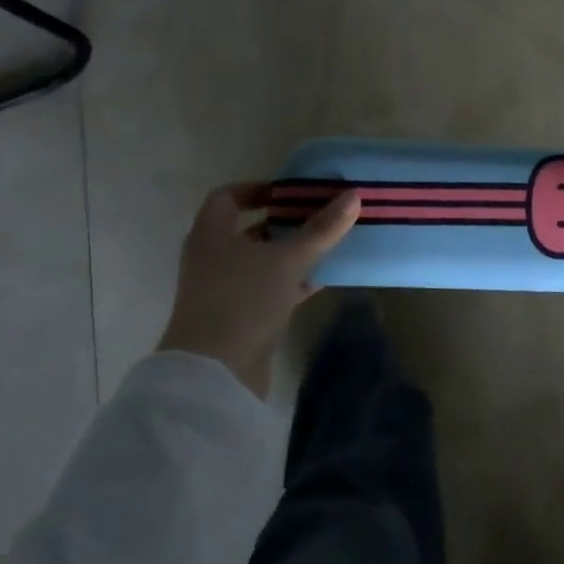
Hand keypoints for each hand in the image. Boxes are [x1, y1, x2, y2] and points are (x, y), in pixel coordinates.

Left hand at [158, 184, 361, 396]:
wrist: (215, 374)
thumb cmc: (244, 300)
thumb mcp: (289, 260)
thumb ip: (321, 229)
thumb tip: (353, 196)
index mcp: (211, 234)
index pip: (227, 197)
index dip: (258, 189)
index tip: (291, 193)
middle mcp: (211, 258)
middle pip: (247, 229)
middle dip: (282, 222)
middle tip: (318, 215)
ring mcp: (221, 290)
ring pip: (259, 261)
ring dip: (289, 253)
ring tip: (326, 245)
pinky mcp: (236, 317)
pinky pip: (266, 289)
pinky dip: (290, 282)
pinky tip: (321, 280)